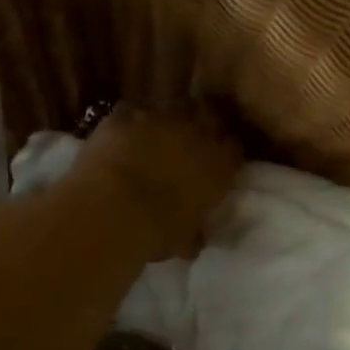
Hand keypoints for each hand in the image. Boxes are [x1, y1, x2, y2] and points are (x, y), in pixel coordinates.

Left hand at [68, 104, 242, 260]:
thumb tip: (195, 242)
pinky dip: (128, 123)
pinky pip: (131, 112)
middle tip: (187, 142)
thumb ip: (194, 234)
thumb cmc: (159, 231)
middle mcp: (197, 131)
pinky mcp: (125, 113)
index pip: (235, 147)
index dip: (225, 153)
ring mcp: (160, 116)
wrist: (114, 209)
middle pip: (209, 115)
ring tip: (152, 138)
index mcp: (220, 163)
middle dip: (201, 126)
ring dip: (165, 122)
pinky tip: (120, 138)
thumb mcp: (185, 240)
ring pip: (171, 108)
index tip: (216, 162)